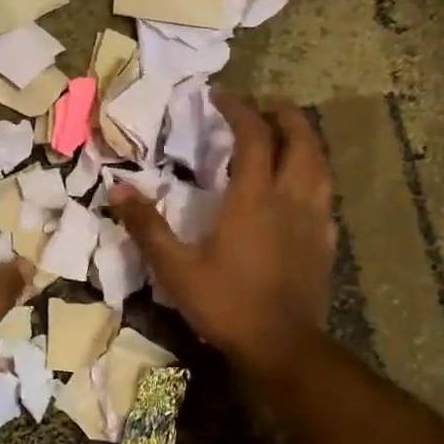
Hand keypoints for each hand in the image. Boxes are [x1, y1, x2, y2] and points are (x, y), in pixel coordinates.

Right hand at [111, 92, 334, 375]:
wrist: (282, 346)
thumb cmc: (226, 304)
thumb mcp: (175, 268)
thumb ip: (147, 227)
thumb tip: (117, 189)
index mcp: (253, 198)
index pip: (253, 136)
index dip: (238, 109)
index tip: (220, 96)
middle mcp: (290, 198)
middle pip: (300, 140)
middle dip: (284, 114)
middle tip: (266, 102)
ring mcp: (313, 220)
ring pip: (320, 164)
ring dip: (306, 140)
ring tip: (289, 133)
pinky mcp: (326, 242)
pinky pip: (325, 196)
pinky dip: (315, 176)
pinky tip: (304, 187)